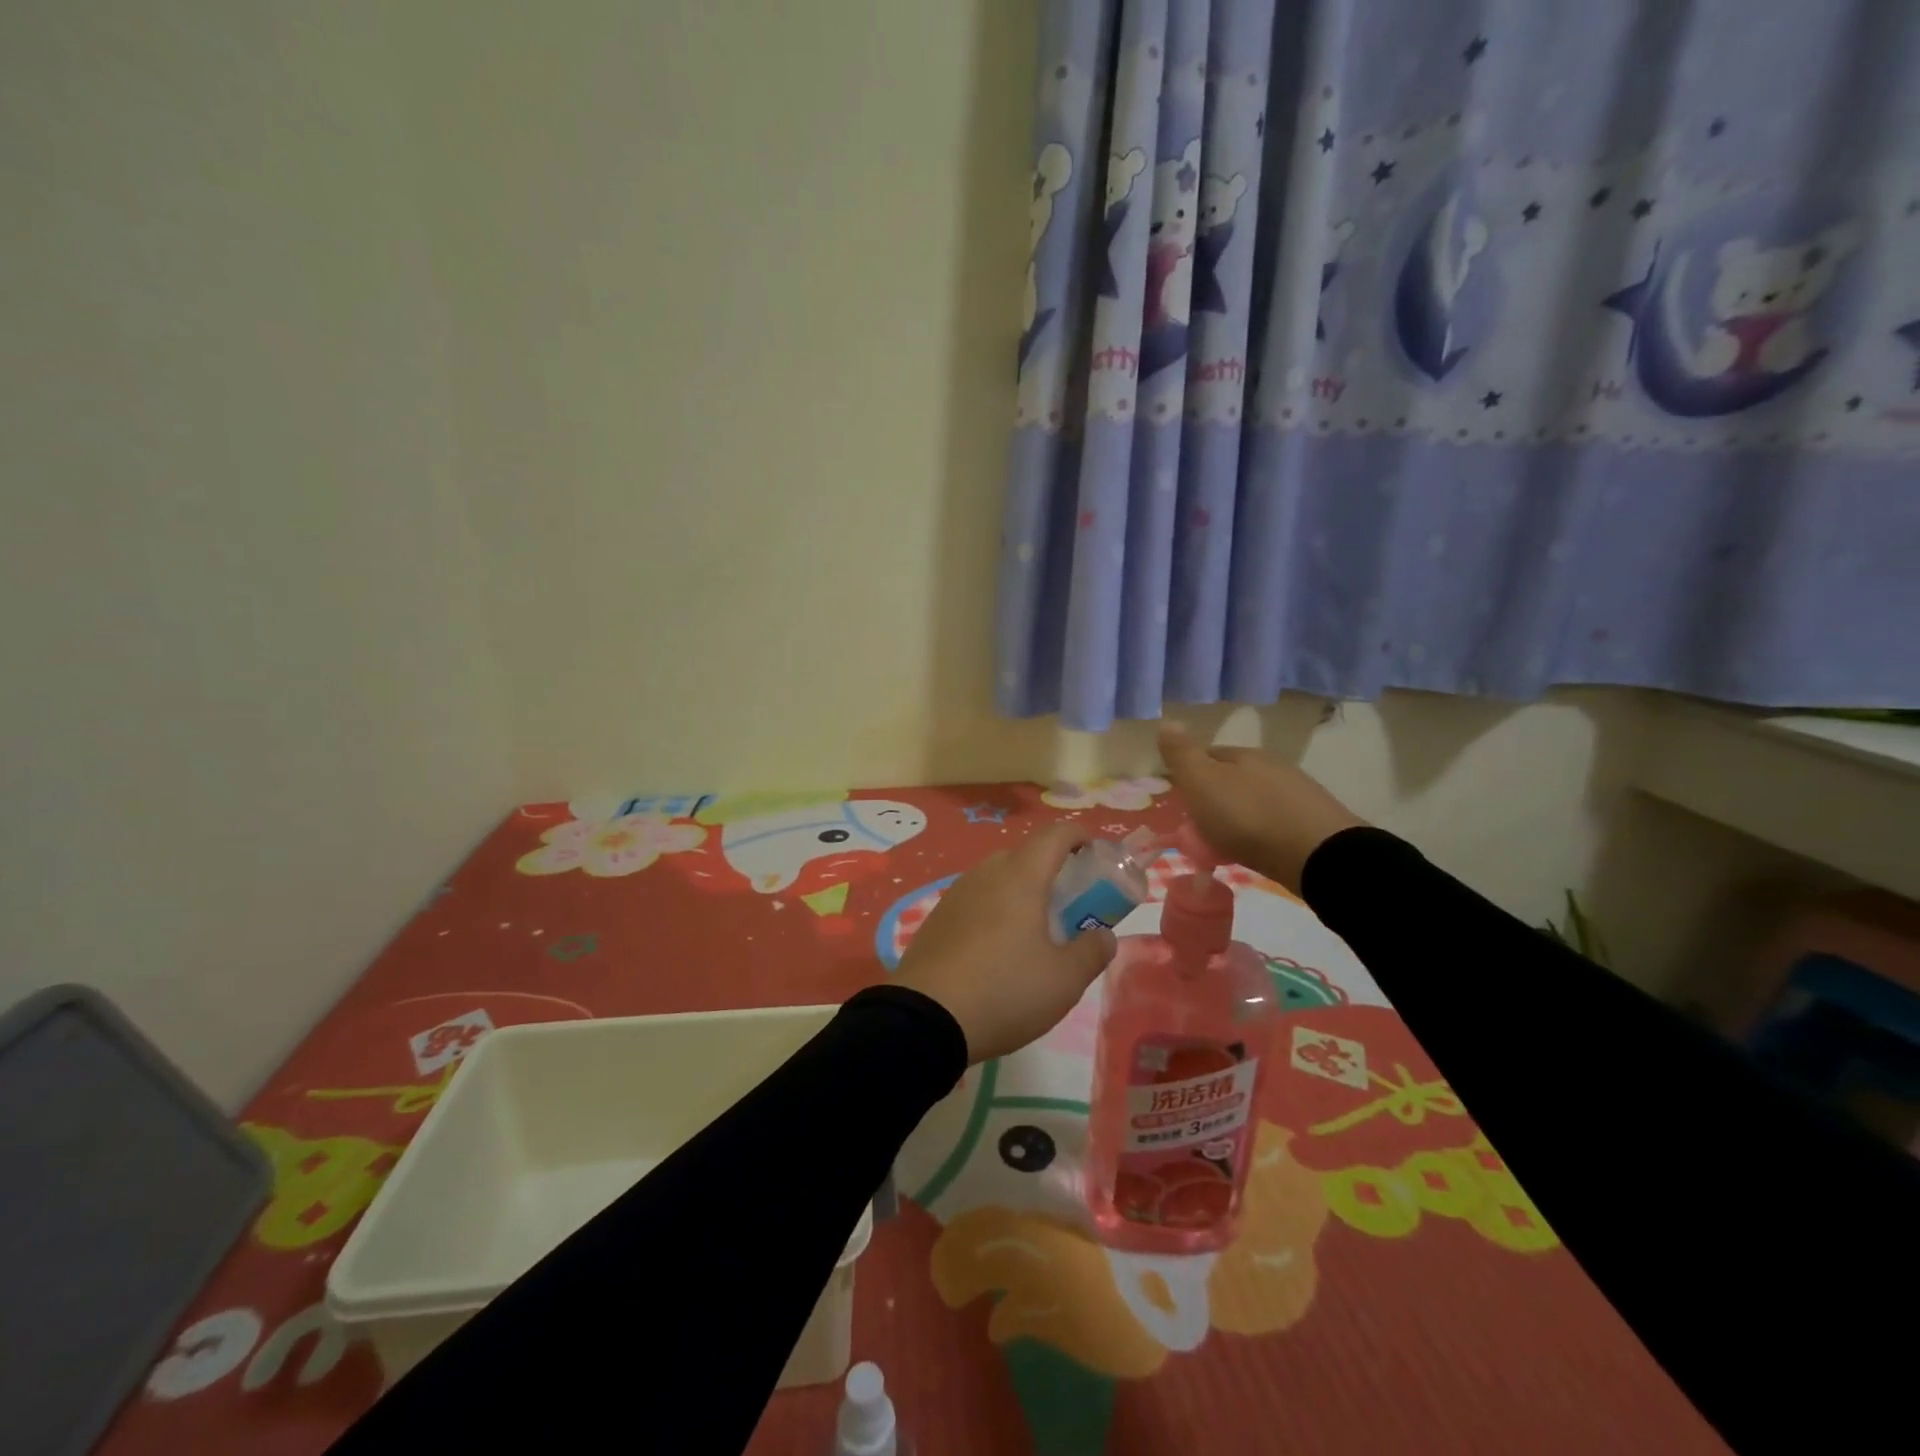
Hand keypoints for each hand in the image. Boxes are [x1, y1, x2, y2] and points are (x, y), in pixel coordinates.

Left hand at [895, 822, 1117, 1063]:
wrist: (926, 1018)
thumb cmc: (1005, 990)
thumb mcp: (1065, 980)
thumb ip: (1092, 951)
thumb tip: (1103, 935)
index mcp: (1021, 877)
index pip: (1055, 835)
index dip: (1080, 836)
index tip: (1096, 853)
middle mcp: (986, 874)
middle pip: (1024, 855)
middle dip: (1051, 870)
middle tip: (1070, 904)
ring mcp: (956, 895)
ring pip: (996, 878)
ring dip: (1020, 892)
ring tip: (1034, 930)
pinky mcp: (936, 919)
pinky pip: (975, 901)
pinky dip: (994, 911)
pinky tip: (996, 949)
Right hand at [1158, 723, 1365, 893]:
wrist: (1316, 855)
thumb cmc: (1247, 816)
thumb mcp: (1202, 783)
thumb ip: (1182, 755)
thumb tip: (1167, 722)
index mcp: (1244, 755)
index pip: (1208, 755)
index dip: (1189, 774)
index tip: (1178, 798)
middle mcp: (1272, 767)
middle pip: (1232, 778)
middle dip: (1214, 797)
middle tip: (1197, 825)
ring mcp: (1297, 794)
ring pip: (1254, 800)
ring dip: (1238, 816)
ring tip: (1224, 842)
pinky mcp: (1313, 824)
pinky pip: (1274, 823)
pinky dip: (1259, 832)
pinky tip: (1255, 848)